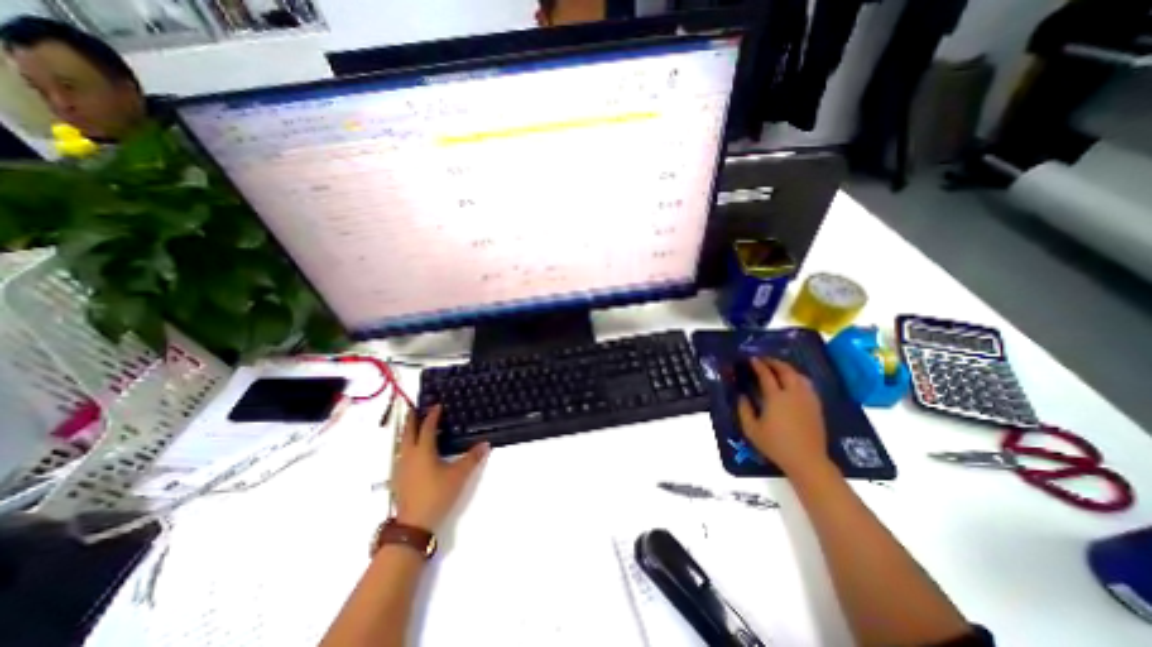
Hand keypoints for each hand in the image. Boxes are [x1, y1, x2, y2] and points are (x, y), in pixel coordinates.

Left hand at [395, 406, 486, 531]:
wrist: (413, 525)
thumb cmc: (437, 494)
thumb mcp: (459, 475)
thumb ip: (472, 458)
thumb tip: (485, 443)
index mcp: (423, 450)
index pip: (427, 427)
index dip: (432, 415)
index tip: (437, 405)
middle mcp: (409, 455)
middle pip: (408, 432)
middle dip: (411, 419)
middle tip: (414, 408)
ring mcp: (400, 467)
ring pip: (402, 443)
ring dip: (407, 432)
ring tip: (413, 426)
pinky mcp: (398, 478)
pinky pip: (401, 453)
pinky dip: (406, 445)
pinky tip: (411, 451)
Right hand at [739, 360, 827, 473]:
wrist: (806, 460)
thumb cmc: (775, 445)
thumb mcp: (751, 429)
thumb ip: (744, 410)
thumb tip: (742, 395)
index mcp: (776, 398)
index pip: (766, 375)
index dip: (758, 365)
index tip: (752, 359)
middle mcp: (793, 393)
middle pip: (785, 370)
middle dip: (774, 362)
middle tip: (764, 360)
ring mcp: (807, 399)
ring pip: (799, 375)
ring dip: (787, 368)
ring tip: (778, 368)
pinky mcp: (816, 406)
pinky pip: (807, 384)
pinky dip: (798, 377)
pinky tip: (793, 381)